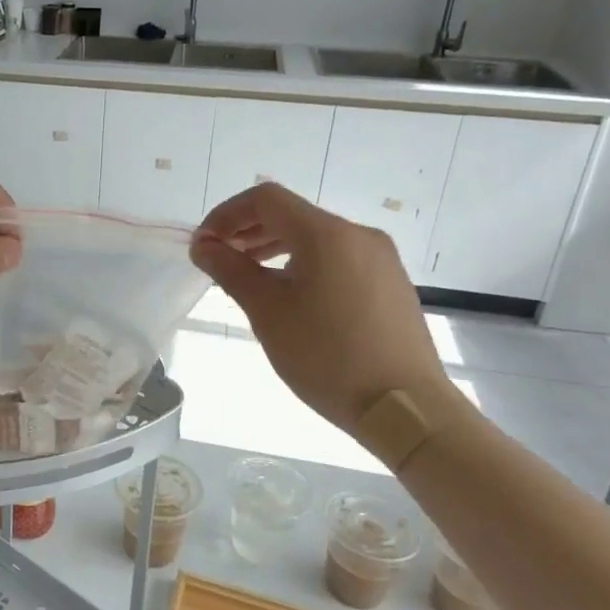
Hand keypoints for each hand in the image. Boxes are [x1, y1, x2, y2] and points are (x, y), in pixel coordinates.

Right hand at [191, 183, 455, 432]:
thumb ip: (231, 271)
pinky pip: (337, 258)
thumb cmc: (327, 357)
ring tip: (247, 278)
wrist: (406, 409)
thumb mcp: (268, 313)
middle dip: (247, 232)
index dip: (226, 215)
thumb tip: (203, 246)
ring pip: (315, 238)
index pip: (265, 199)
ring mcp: (380, 258)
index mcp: (326, 234)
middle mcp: (357, 235)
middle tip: (217, 261)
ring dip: (273, 248)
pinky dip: (303, 264)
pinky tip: (289, 296)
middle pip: (291, 215)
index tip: (203, 245)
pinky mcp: (390, 283)